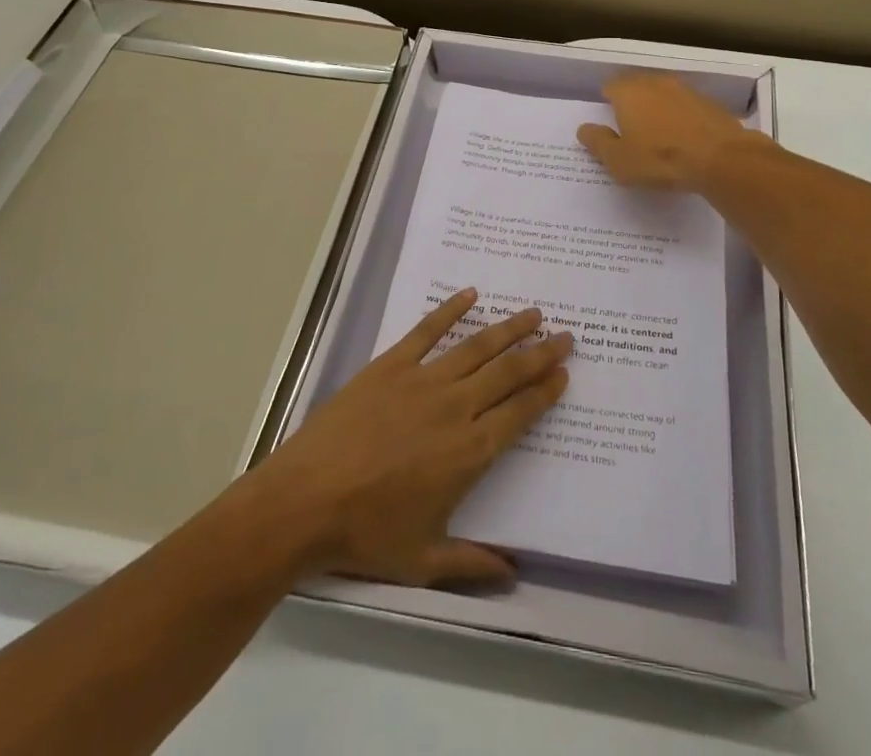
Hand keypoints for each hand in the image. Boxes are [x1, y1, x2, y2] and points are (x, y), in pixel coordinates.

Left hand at [246, 289, 571, 587]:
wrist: (305, 500)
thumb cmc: (366, 534)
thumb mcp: (424, 560)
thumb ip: (473, 563)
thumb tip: (515, 575)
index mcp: (470, 451)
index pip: (520, 412)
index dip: (545, 391)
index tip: (564, 373)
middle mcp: (456, 407)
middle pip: (508, 373)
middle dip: (541, 353)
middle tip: (565, 336)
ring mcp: (423, 380)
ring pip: (477, 346)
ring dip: (509, 328)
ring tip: (533, 313)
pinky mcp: (391, 364)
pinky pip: (428, 330)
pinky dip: (451, 310)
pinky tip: (470, 295)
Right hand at [577, 73, 760, 190]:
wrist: (722, 158)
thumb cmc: (660, 159)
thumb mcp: (619, 160)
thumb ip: (598, 142)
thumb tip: (584, 129)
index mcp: (629, 92)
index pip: (611, 86)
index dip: (607, 101)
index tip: (608, 120)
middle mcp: (656, 83)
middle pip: (637, 86)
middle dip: (632, 102)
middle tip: (629, 127)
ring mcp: (685, 90)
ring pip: (663, 94)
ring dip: (658, 108)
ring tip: (657, 134)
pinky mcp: (709, 103)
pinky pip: (685, 107)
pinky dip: (681, 117)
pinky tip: (684, 138)